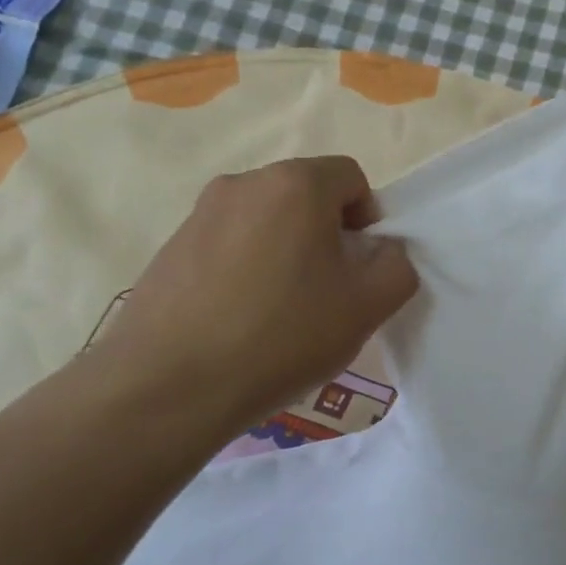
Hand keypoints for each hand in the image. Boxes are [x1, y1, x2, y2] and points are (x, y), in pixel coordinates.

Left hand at [91, 157, 418, 441]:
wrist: (169, 386)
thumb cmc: (282, 336)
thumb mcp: (367, 307)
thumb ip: (397, 267)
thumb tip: (382, 251)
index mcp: (295, 185)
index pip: (351, 177)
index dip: (367, 219)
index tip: (358, 268)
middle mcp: (244, 183)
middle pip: (306, 196)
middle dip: (326, 235)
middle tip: (326, 292)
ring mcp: (199, 214)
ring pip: (266, 221)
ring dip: (285, 251)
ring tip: (280, 311)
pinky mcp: (170, 248)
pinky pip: (228, 245)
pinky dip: (245, 268)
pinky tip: (240, 320)